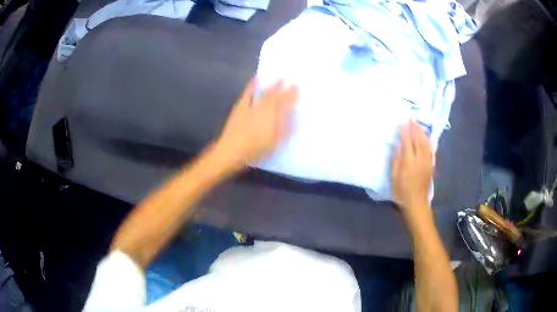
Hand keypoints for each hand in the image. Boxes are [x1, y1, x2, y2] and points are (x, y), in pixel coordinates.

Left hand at [215, 79, 298, 168]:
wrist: (233, 150)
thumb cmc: (256, 149)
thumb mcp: (275, 143)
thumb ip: (286, 129)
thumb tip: (294, 117)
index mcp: (274, 117)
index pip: (286, 103)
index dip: (293, 95)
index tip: (298, 88)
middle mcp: (265, 108)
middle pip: (277, 96)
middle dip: (285, 88)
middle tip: (292, 81)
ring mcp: (252, 106)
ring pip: (265, 93)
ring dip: (273, 85)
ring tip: (280, 78)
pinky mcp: (241, 106)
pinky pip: (248, 93)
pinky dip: (252, 85)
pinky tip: (256, 78)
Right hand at [391, 121, 433, 217]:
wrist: (416, 203)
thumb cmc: (402, 191)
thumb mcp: (394, 177)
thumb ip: (396, 160)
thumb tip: (398, 146)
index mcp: (408, 161)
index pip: (406, 141)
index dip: (404, 131)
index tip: (401, 122)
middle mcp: (419, 158)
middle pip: (417, 139)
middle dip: (414, 128)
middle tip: (411, 119)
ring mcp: (427, 161)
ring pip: (426, 142)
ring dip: (422, 132)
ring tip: (418, 124)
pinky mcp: (431, 165)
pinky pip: (431, 149)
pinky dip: (428, 141)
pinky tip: (427, 136)